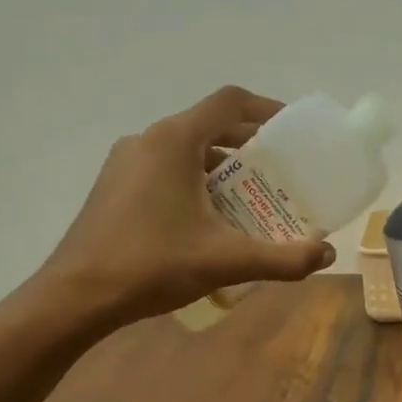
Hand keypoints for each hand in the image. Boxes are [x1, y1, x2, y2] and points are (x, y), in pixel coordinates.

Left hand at [35, 86, 334, 327]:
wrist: (74, 298)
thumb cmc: (151, 266)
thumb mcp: (226, 262)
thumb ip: (283, 258)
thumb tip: (328, 256)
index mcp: (174, 142)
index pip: (229, 103)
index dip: (267, 110)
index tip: (294, 133)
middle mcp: (148, 140)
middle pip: (209, 126)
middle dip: (250, 147)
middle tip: (282, 174)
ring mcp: (126, 163)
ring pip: (186, 150)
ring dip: (223, 167)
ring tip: (252, 200)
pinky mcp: (115, 186)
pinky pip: (166, 169)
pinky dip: (196, 181)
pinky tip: (210, 219)